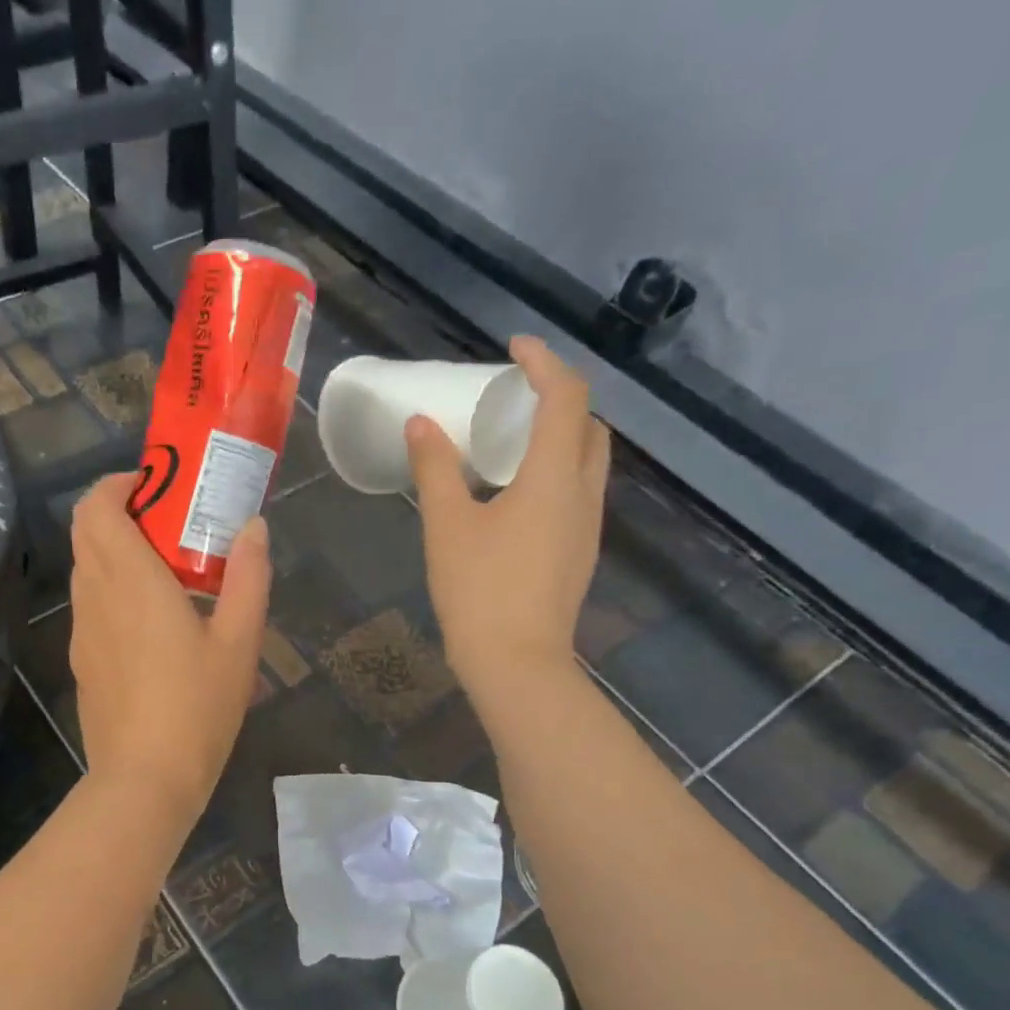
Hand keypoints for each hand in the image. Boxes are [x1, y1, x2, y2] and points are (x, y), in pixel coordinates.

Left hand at [67, 474, 271, 825]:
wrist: (144, 779)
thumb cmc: (197, 707)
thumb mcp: (240, 642)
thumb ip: (249, 577)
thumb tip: (254, 528)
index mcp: (130, 580)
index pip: (96, 507)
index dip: (118, 485)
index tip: (157, 487)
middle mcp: (95, 596)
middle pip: (85, 531)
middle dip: (119, 512)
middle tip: (169, 524)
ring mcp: (82, 630)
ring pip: (85, 568)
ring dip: (115, 552)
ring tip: (165, 571)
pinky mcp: (81, 660)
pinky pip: (90, 605)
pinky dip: (111, 589)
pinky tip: (151, 621)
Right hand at [407, 336, 609, 701]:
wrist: (516, 662)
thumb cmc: (479, 589)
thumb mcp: (447, 525)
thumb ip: (435, 469)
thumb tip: (421, 424)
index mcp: (555, 476)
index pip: (566, 396)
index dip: (544, 362)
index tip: (512, 348)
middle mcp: (584, 492)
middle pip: (588, 425)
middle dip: (558, 397)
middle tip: (513, 397)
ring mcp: (587, 525)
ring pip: (587, 460)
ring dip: (559, 436)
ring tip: (511, 440)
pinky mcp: (579, 551)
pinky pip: (577, 490)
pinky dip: (555, 470)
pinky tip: (516, 492)